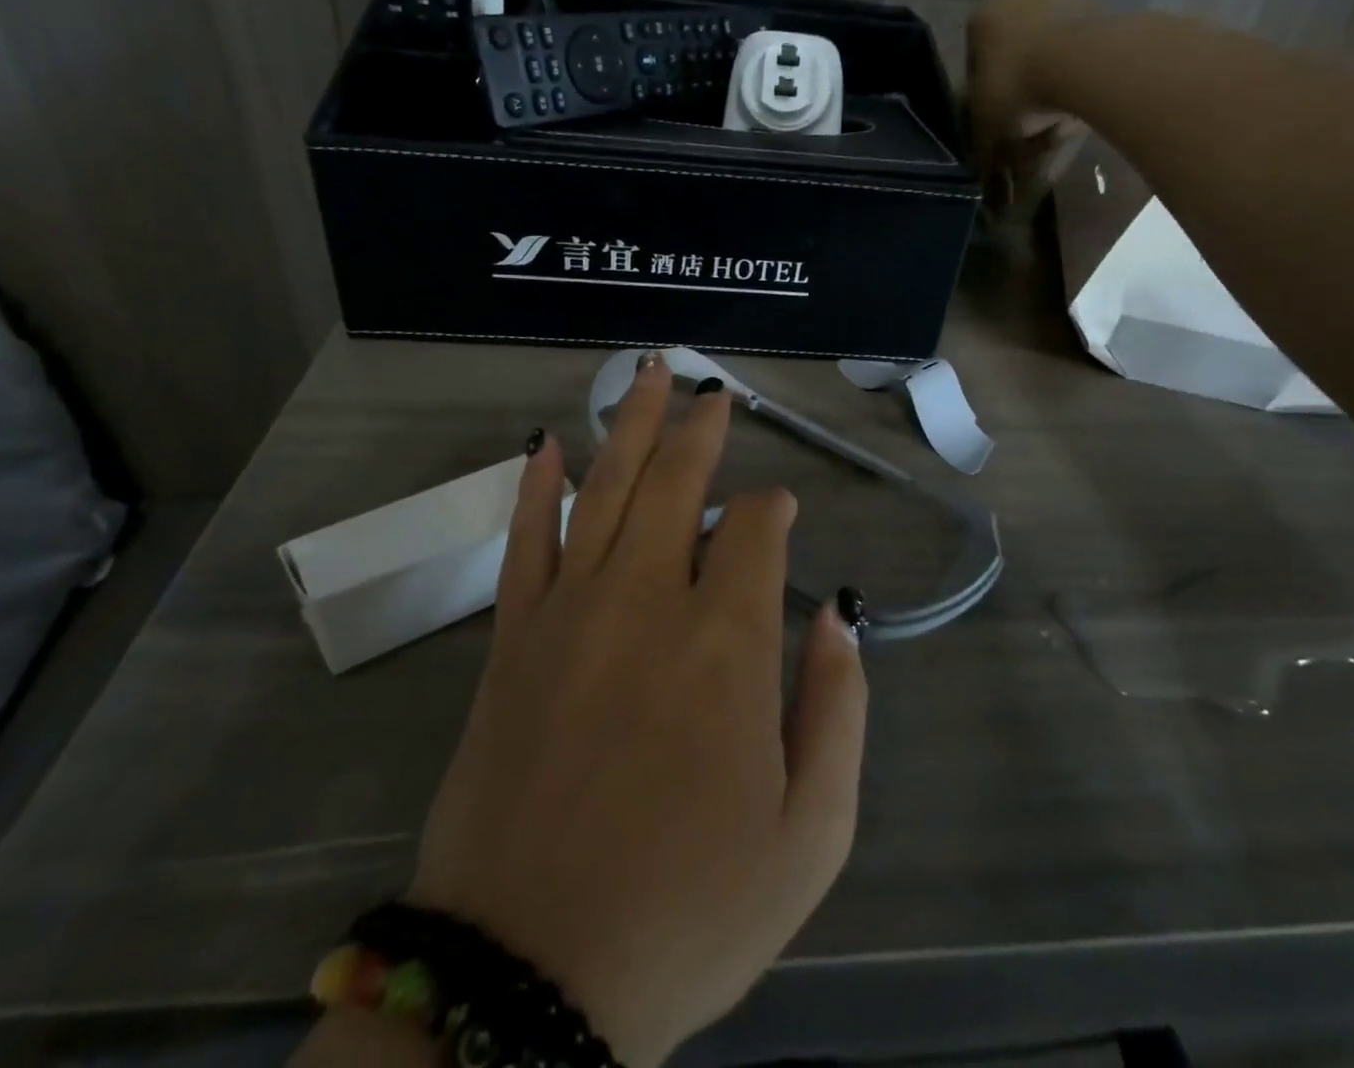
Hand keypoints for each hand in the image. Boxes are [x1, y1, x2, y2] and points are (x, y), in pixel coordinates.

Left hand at [409, 357, 868, 1066]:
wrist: (527, 977)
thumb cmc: (688, 911)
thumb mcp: (811, 836)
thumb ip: (838, 710)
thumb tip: (840, 616)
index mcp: (728, 642)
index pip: (757, 529)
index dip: (774, 508)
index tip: (781, 512)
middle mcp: (648, 601)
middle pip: (676, 482)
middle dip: (700, 430)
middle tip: (712, 391)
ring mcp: (570, 612)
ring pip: (604, 489)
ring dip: (630, 426)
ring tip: (646, 375)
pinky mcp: (513, 640)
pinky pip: (523, 541)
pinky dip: (534, 486)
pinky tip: (545, 442)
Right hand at [966, 0, 1094, 215]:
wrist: (1083, 63)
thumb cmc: (1016, 86)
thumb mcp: (985, 125)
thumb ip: (979, 143)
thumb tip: (982, 166)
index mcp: (981, 14)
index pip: (973, 62)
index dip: (981, 99)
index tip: (994, 125)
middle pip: (1013, 54)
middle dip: (1018, 91)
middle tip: (1026, 127)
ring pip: (1047, 52)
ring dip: (1049, 86)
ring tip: (1056, 124)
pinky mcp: (1100, 6)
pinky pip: (1078, 52)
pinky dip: (1076, 78)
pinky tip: (1077, 108)